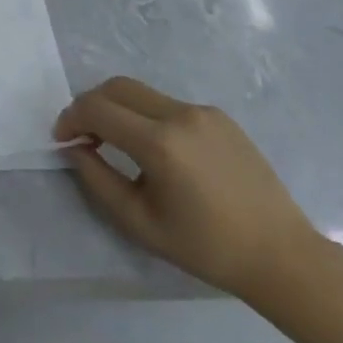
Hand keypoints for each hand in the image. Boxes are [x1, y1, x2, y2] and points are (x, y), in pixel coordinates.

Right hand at [54, 77, 318, 304]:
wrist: (280, 254)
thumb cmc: (206, 248)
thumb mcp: (140, 223)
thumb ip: (98, 180)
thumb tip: (75, 148)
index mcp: (159, 143)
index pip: (97, 109)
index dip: (71, 118)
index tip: (62, 139)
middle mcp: (179, 114)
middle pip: (117, 87)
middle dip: (91, 105)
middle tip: (83, 136)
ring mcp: (202, 111)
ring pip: (143, 93)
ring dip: (119, 109)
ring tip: (117, 143)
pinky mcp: (219, 115)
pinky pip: (169, 104)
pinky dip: (147, 116)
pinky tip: (157, 152)